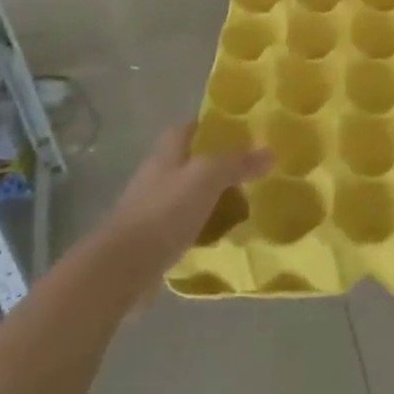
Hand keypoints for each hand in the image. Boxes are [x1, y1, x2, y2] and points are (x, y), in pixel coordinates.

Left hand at [98, 123, 270, 266]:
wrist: (123, 266)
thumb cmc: (165, 211)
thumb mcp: (207, 177)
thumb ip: (237, 163)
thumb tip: (269, 152)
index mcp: (167, 154)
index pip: (189, 128)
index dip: (212, 127)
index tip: (241, 134)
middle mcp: (157, 176)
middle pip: (191, 162)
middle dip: (218, 166)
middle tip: (250, 174)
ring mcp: (153, 209)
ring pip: (189, 195)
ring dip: (212, 199)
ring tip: (243, 206)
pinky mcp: (153, 239)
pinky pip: (185, 226)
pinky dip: (204, 228)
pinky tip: (222, 236)